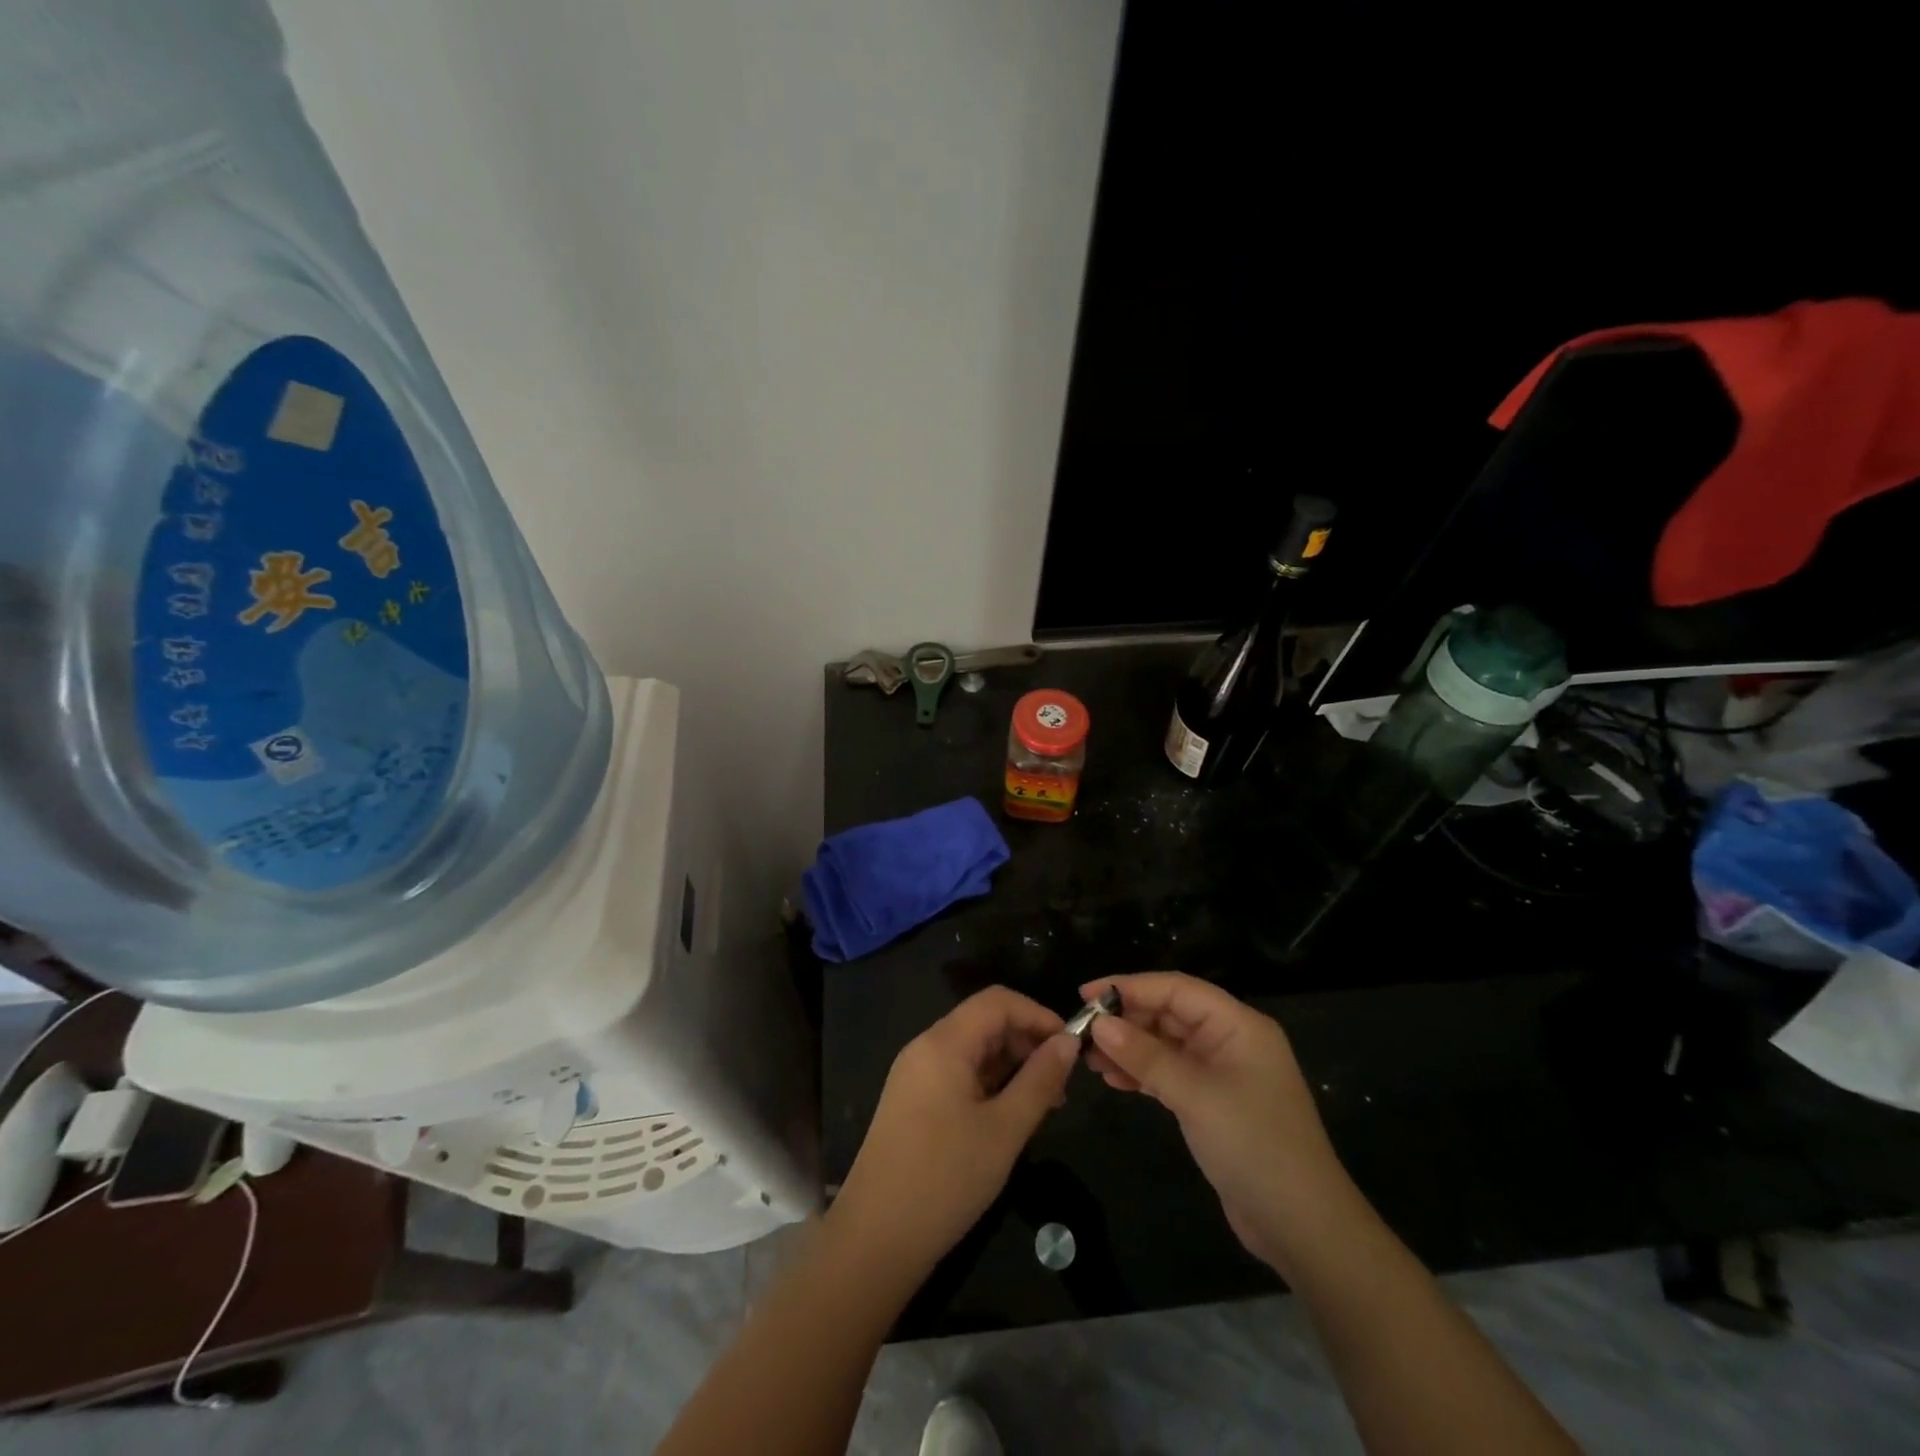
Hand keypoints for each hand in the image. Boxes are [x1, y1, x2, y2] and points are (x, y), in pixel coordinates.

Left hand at [829, 986, 1078, 1282]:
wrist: (875, 1238)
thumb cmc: (946, 1179)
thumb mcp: (1005, 1130)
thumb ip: (1040, 1080)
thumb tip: (1068, 1043)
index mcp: (944, 1042)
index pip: (998, 1001)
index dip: (1038, 1014)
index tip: (1071, 1046)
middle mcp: (925, 1047)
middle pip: (984, 1021)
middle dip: (1026, 1041)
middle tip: (1061, 1083)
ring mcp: (914, 1074)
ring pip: (972, 1049)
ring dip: (1010, 1065)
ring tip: (1043, 1104)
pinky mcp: (911, 1100)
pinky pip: (957, 1072)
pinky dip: (988, 1082)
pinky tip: (1008, 1115)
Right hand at [1083, 972, 1354, 1279]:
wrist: (1303, 1228)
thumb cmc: (1254, 1147)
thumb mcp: (1196, 1096)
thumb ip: (1146, 1056)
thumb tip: (1100, 1024)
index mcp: (1237, 1025)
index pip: (1176, 989)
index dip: (1130, 986)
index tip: (1086, 994)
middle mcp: (1230, 1040)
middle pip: (1169, 1013)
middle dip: (1126, 1020)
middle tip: (1082, 1032)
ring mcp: (1222, 1073)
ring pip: (1166, 1044)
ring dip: (1129, 1048)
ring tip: (1089, 1058)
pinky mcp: (1213, 1103)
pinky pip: (1170, 1073)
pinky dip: (1142, 1073)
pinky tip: (1113, 1080)